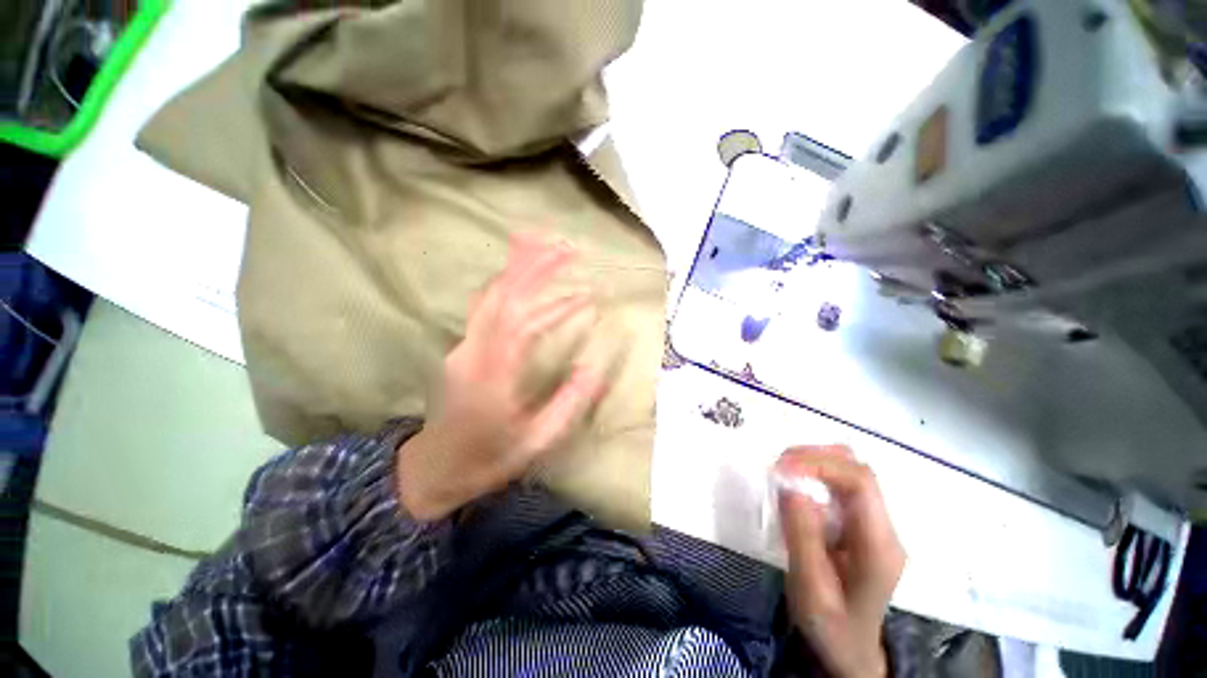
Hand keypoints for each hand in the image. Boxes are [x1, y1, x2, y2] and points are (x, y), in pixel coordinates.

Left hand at [396, 234, 603, 520]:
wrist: (434, 469)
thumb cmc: (488, 458)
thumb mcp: (537, 440)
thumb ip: (568, 403)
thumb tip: (594, 366)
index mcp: (492, 374)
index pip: (520, 319)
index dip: (555, 300)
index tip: (588, 291)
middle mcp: (472, 350)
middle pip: (501, 294)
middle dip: (533, 265)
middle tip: (567, 246)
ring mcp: (464, 345)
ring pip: (491, 295)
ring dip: (519, 269)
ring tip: (548, 250)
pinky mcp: (465, 346)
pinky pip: (488, 307)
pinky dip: (510, 286)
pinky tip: (528, 280)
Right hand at [777, 446, 905, 677]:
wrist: (851, 650)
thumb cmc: (830, 626)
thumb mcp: (810, 588)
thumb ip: (801, 536)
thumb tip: (790, 485)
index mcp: (879, 546)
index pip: (861, 482)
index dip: (819, 463)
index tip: (780, 468)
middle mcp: (884, 527)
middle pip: (857, 468)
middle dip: (814, 457)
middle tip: (777, 467)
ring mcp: (876, 523)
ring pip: (849, 470)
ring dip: (813, 462)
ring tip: (782, 473)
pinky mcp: (862, 522)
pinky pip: (840, 483)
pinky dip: (814, 474)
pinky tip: (795, 487)